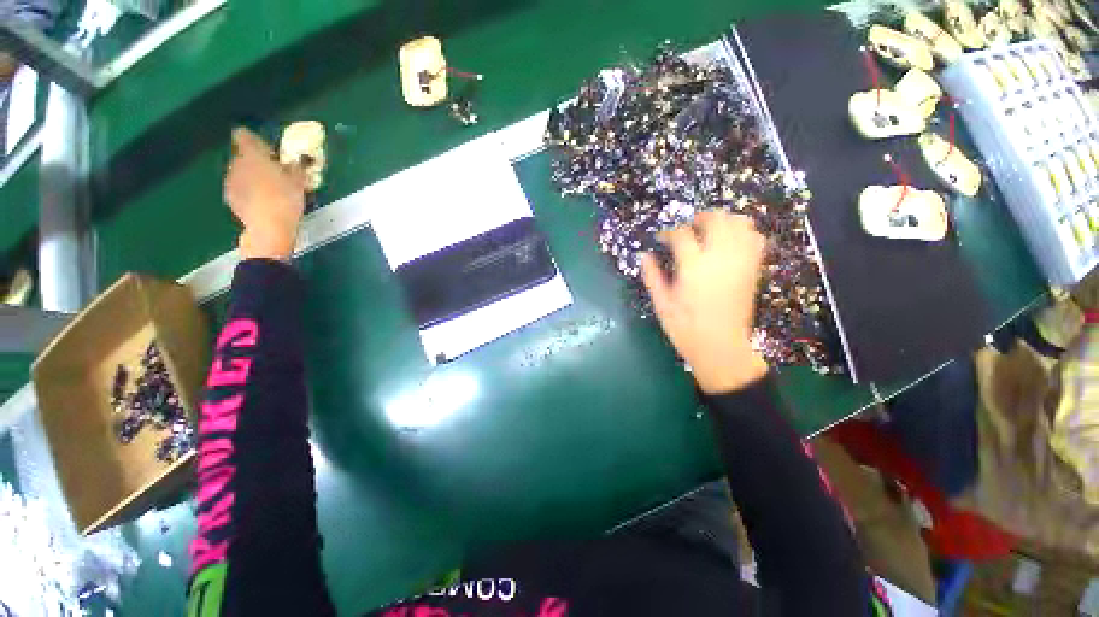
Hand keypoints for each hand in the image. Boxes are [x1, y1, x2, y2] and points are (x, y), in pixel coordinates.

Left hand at [224, 128, 306, 260]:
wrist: (268, 227)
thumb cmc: (285, 199)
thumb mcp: (299, 181)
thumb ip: (295, 167)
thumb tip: (297, 161)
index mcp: (251, 154)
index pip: (244, 135)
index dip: (256, 140)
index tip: (270, 151)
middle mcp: (235, 163)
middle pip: (242, 155)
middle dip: (256, 161)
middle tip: (276, 173)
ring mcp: (230, 181)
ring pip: (241, 172)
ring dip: (253, 177)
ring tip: (271, 190)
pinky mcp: (230, 198)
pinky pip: (240, 188)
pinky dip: (249, 192)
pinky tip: (263, 202)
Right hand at [641, 211, 768, 393]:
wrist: (721, 348)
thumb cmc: (686, 329)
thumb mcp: (661, 305)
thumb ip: (652, 277)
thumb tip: (645, 256)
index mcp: (693, 267)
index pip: (681, 235)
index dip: (668, 233)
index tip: (662, 239)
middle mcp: (719, 258)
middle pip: (716, 219)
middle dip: (700, 217)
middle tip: (688, 228)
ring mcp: (740, 262)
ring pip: (740, 223)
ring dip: (724, 220)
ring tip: (711, 230)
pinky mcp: (753, 270)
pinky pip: (756, 239)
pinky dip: (744, 233)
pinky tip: (731, 242)